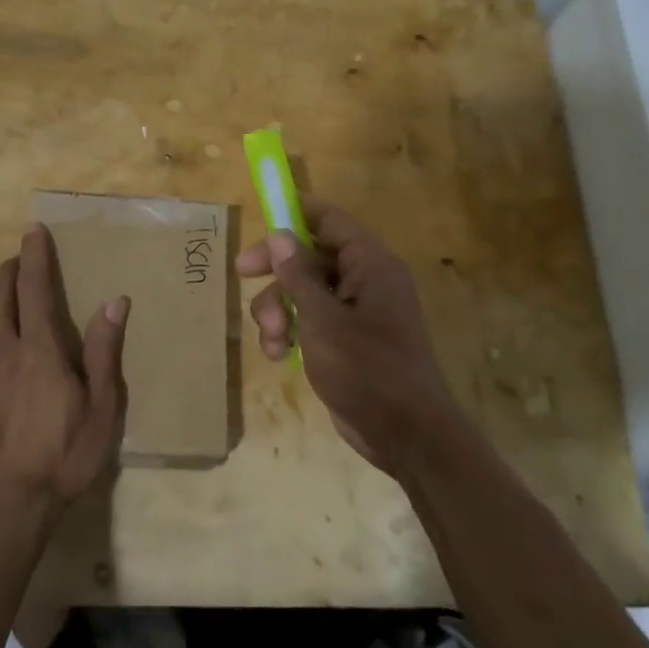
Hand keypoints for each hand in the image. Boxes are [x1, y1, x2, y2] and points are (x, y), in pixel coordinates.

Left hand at [0, 225, 128, 522]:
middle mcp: (1, 353)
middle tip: (19, 261)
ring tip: (8, 309)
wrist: (7, 509)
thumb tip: (114, 301)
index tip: (33, 230)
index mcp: (38, 350)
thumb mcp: (101, 407)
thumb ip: (105, 351)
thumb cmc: (64, 455)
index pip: (33, 288)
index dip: (34, 256)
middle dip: (8, 272)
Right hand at [237, 203, 460, 473]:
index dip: (296, 212)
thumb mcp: (323, 319)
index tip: (262, 214)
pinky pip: (311, 320)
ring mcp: (357, 311)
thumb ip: (298, 275)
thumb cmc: (367, 369)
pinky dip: (292, 332)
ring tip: (274, 340)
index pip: (330, 220)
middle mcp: (365, 280)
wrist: (406, 435)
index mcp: (369, 264)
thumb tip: (280, 234)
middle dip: (277, 272)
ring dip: (279, 310)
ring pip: (304, 291)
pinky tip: (279, 355)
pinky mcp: (348, 340)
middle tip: (242, 275)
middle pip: (309, 256)